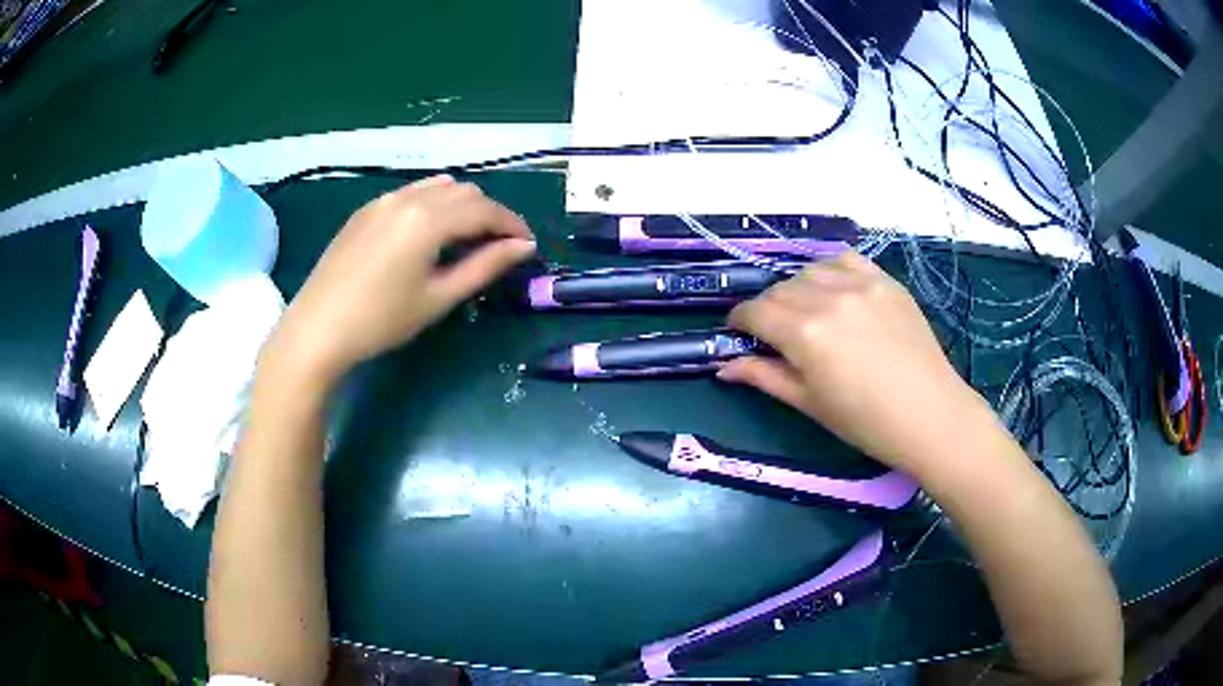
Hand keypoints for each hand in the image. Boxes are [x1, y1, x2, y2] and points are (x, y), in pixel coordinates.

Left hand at [265, 175, 534, 386]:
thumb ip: (485, 266)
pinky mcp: (366, 210)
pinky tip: (430, 232)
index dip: (512, 224)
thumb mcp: (438, 297)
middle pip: (464, 192)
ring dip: (462, 206)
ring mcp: (383, 200)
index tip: (528, 245)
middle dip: (489, 214)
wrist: (318, 329)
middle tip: (499, 247)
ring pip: (438, 188)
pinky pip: (411, 194)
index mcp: (428, 218)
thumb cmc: (381, 320)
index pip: (485, 209)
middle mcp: (408, 197)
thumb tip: (523, 247)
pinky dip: (433, 204)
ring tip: (468, 238)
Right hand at [720, 252, 994, 475]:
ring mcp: (860, 284)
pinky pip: (845, 261)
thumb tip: (723, 366)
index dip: (740, 321)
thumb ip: (764, 376)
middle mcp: (828, 298)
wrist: (929, 415)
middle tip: (775, 334)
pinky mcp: (885, 281)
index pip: (755, 312)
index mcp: (805, 334)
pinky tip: (835, 292)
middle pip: (779, 290)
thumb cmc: (865, 422)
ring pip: (809, 271)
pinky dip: (830, 272)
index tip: (739, 333)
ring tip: (808, 313)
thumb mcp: (809, 403)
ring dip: (798, 289)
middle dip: (767, 310)